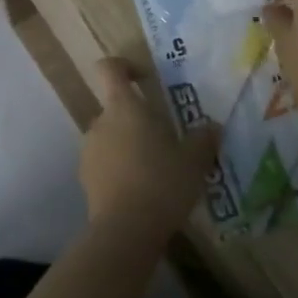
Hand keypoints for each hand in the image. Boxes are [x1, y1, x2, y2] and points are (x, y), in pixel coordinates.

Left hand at [78, 58, 220, 238]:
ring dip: (130, 146)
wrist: (126, 231)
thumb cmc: (162, 182)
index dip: (124, 66)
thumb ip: (204, 138)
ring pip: (111, 137)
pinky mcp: (86, 179)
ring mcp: (89, 152)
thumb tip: (212, 127)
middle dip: (139, 119)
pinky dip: (121, 169)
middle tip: (167, 140)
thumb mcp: (195, 160)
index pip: (109, 69)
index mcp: (124, 107)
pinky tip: (143, 191)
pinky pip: (106, 163)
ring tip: (157, 170)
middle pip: (116, 108)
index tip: (145, 79)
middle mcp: (100, 123)